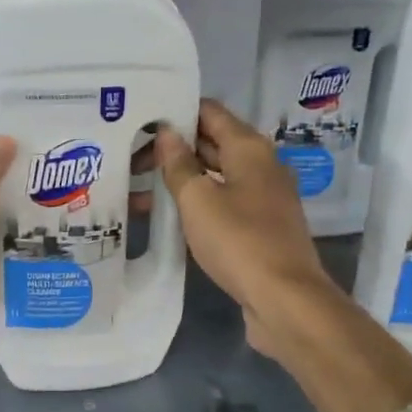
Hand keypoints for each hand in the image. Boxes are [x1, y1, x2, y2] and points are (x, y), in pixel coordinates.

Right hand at [156, 100, 335, 360]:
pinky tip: (166, 218)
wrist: (284, 299)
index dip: (175, 113)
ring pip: (214, 177)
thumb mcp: (199, 200)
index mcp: (249, 148)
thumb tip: (167, 133)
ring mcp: (262, 198)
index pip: (210, 113)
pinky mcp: (259, 227)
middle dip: (171, 150)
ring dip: (179, 182)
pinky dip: (195, 205)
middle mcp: (260, 166)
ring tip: (135, 192)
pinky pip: (221, 203)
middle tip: (128, 158)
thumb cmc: (239, 241)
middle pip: (211, 144)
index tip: (140, 121)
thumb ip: (179, 165)